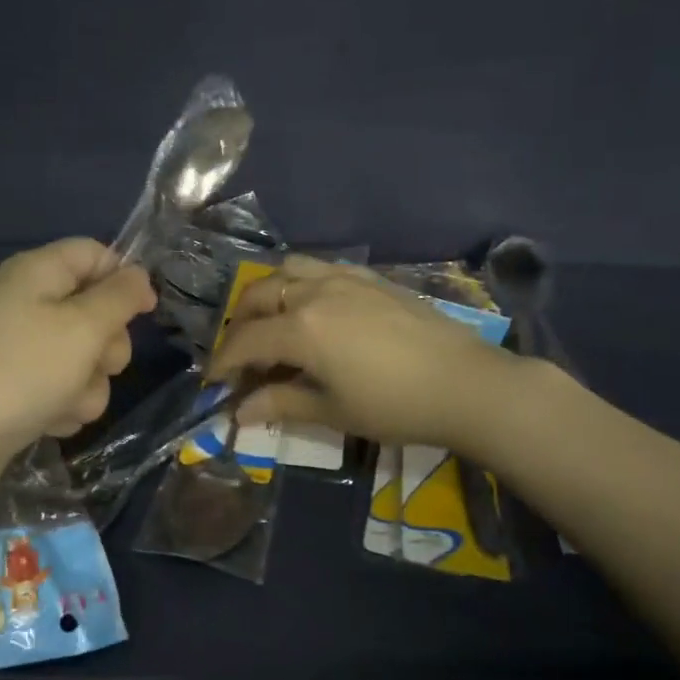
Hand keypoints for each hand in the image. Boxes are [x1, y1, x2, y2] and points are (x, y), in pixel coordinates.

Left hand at [0, 240, 154, 512]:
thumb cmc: (19, 371)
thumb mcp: (82, 327)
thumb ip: (119, 297)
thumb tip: (137, 274)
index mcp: (38, 273)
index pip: (93, 254)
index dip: (125, 277)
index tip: (147, 311)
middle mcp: (26, 304)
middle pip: (93, 311)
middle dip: (107, 344)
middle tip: (99, 364)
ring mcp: (16, 350)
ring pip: (81, 359)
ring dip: (87, 385)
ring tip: (65, 403)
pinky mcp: (11, 391)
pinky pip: (58, 390)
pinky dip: (61, 406)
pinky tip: (48, 422)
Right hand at [208, 256, 519, 454]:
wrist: (465, 383)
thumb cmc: (395, 406)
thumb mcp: (332, 411)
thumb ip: (280, 404)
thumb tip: (238, 413)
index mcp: (301, 329)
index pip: (246, 340)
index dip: (223, 361)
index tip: (214, 382)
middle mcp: (315, 293)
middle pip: (258, 295)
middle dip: (238, 323)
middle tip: (238, 354)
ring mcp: (345, 278)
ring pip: (288, 270)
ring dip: (267, 293)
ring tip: (269, 321)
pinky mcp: (370, 278)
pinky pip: (321, 267)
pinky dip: (300, 281)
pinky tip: (311, 306)